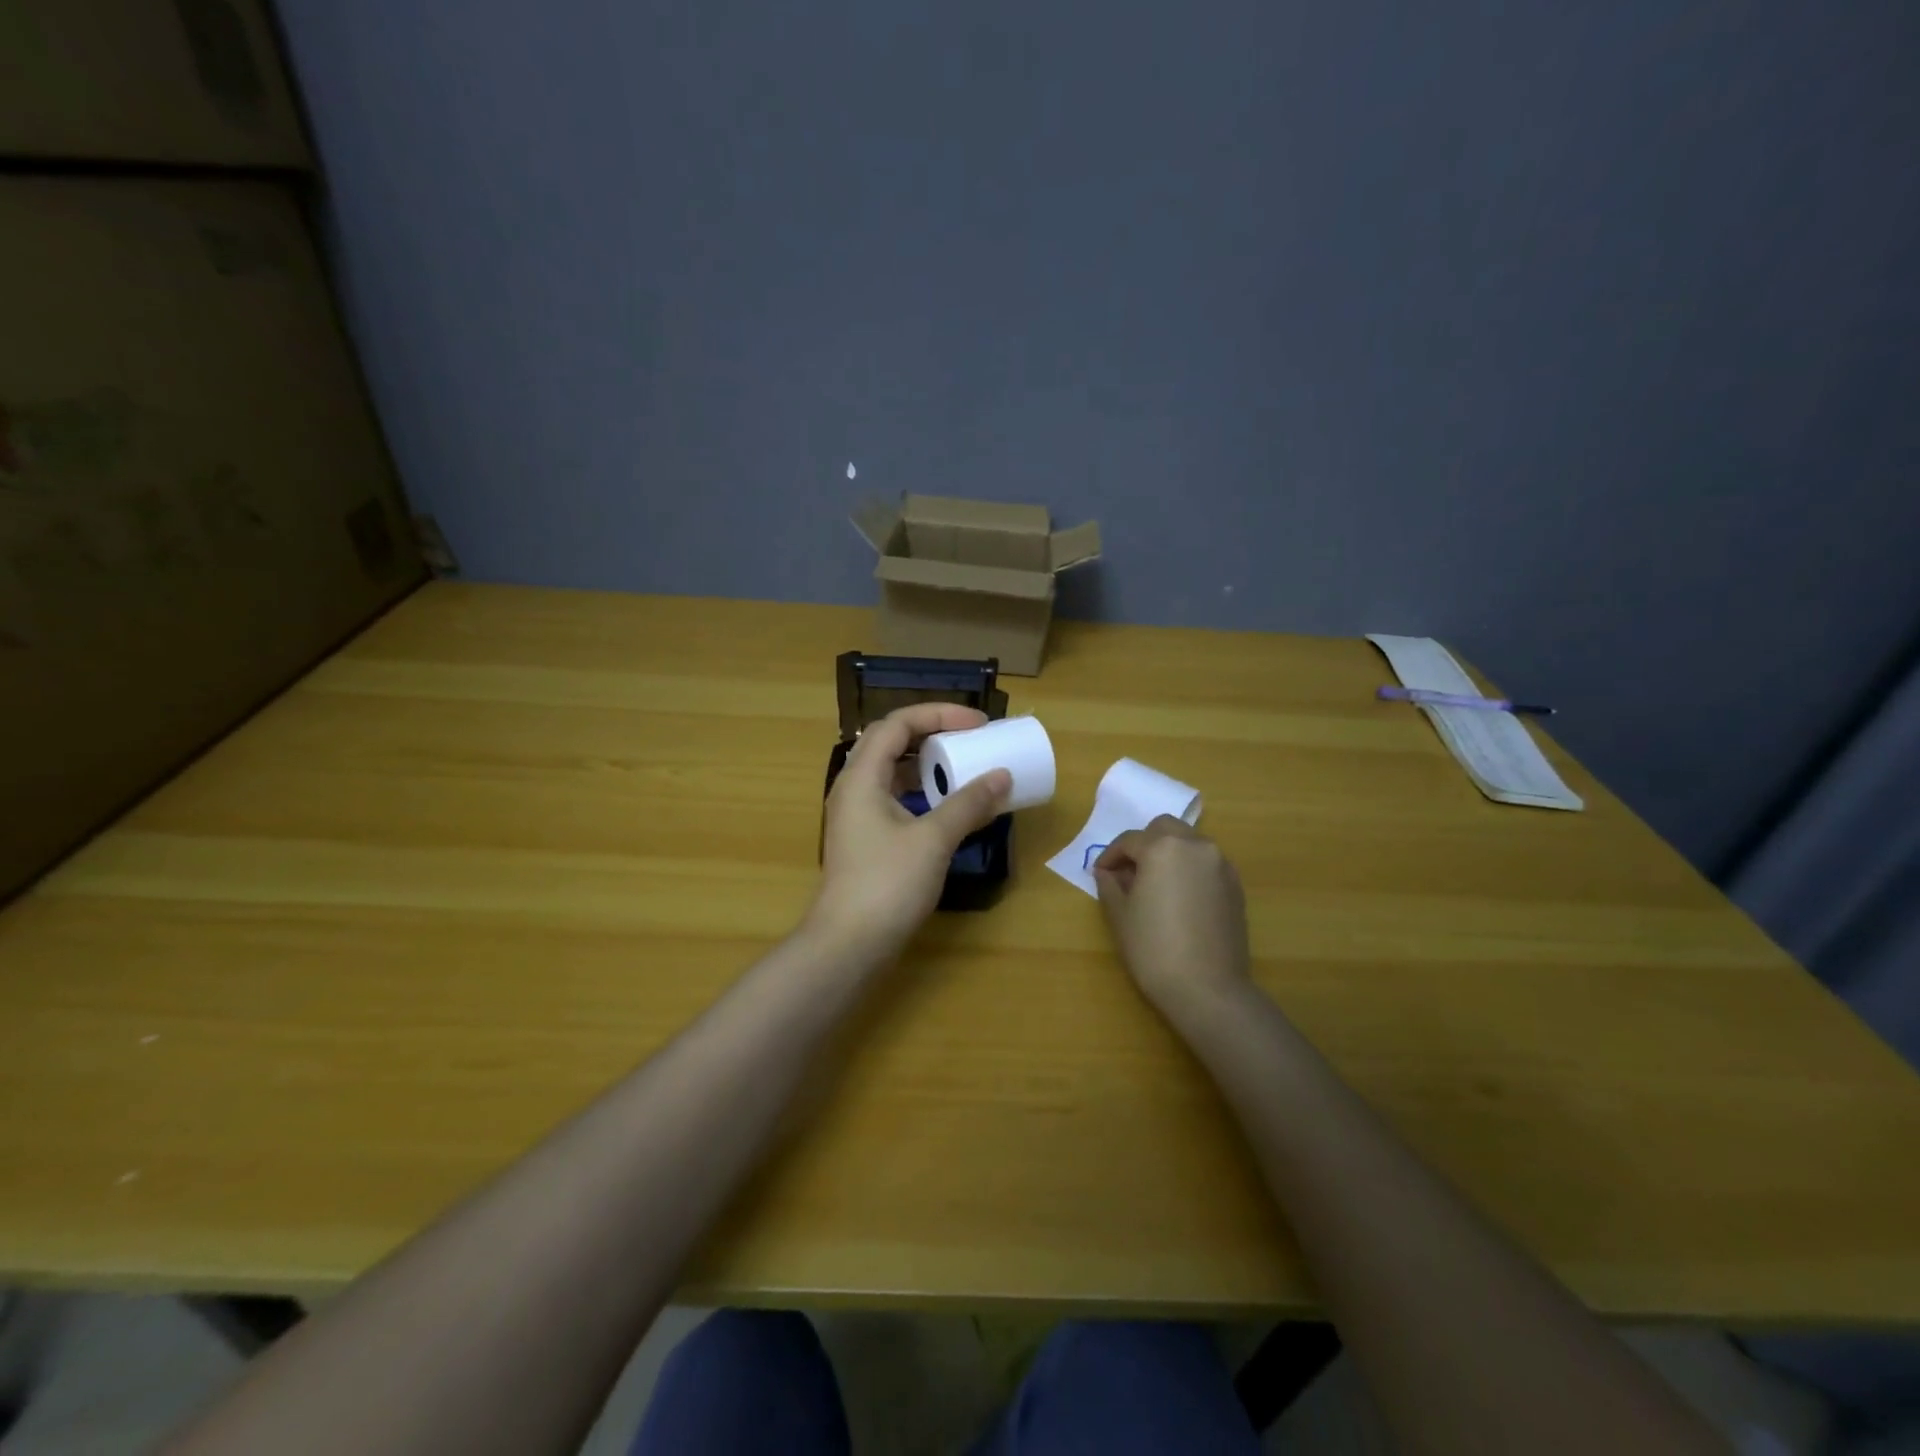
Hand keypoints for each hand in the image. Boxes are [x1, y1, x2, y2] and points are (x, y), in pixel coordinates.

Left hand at [812, 704, 1011, 962]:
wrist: (848, 945)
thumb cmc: (887, 884)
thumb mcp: (933, 839)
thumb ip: (968, 804)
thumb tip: (1002, 776)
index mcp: (862, 777)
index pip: (897, 723)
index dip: (938, 714)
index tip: (978, 724)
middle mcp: (853, 788)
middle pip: (891, 742)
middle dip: (932, 733)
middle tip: (969, 739)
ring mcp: (856, 815)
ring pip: (892, 772)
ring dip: (927, 765)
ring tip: (963, 768)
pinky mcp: (865, 840)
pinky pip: (894, 799)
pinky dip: (922, 793)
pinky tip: (947, 808)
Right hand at [1093, 816, 1251, 1024]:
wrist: (1207, 989)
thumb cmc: (1153, 949)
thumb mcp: (1120, 915)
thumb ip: (1110, 886)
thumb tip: (1108, 873)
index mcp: (1162, 847)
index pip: (1129, 840)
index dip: (1110, 856)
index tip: (1100, 874)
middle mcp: (1195, 846)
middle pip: (1164, 829)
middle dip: (1143, 844)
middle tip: (1129, 872)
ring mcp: (1220, 864)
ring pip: (1189, 843)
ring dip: (1168, 854)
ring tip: (1155, 885)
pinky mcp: (1235, 886)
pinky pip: (1206, 864)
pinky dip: (1189, 870)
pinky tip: (1179, 898)